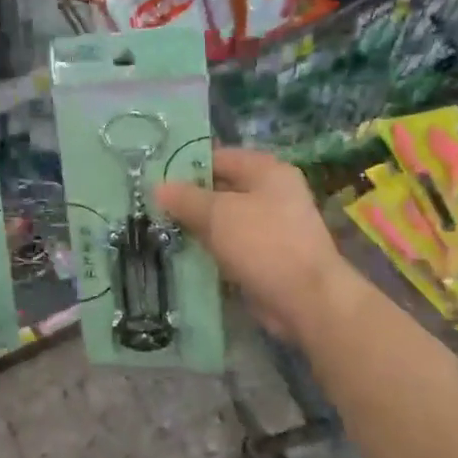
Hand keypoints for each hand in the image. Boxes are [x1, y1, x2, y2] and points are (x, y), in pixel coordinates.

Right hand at [155, 147, 358, 345]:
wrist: (306, 300)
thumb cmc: (264, 243)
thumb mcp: (218, 214)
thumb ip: (186, 198)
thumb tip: (158, 187)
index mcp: (267, 171)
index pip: (219, 157)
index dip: (186, 165)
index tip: (154, 178)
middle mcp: (272, 193)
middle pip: (221, 188)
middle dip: (188, 199)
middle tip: (151, 206)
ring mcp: (271, 227)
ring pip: (223, 220)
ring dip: (196, 226)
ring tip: (159, 229)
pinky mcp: (266, 256)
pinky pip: (230, 245)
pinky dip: (209, 249)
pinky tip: (181, 254)